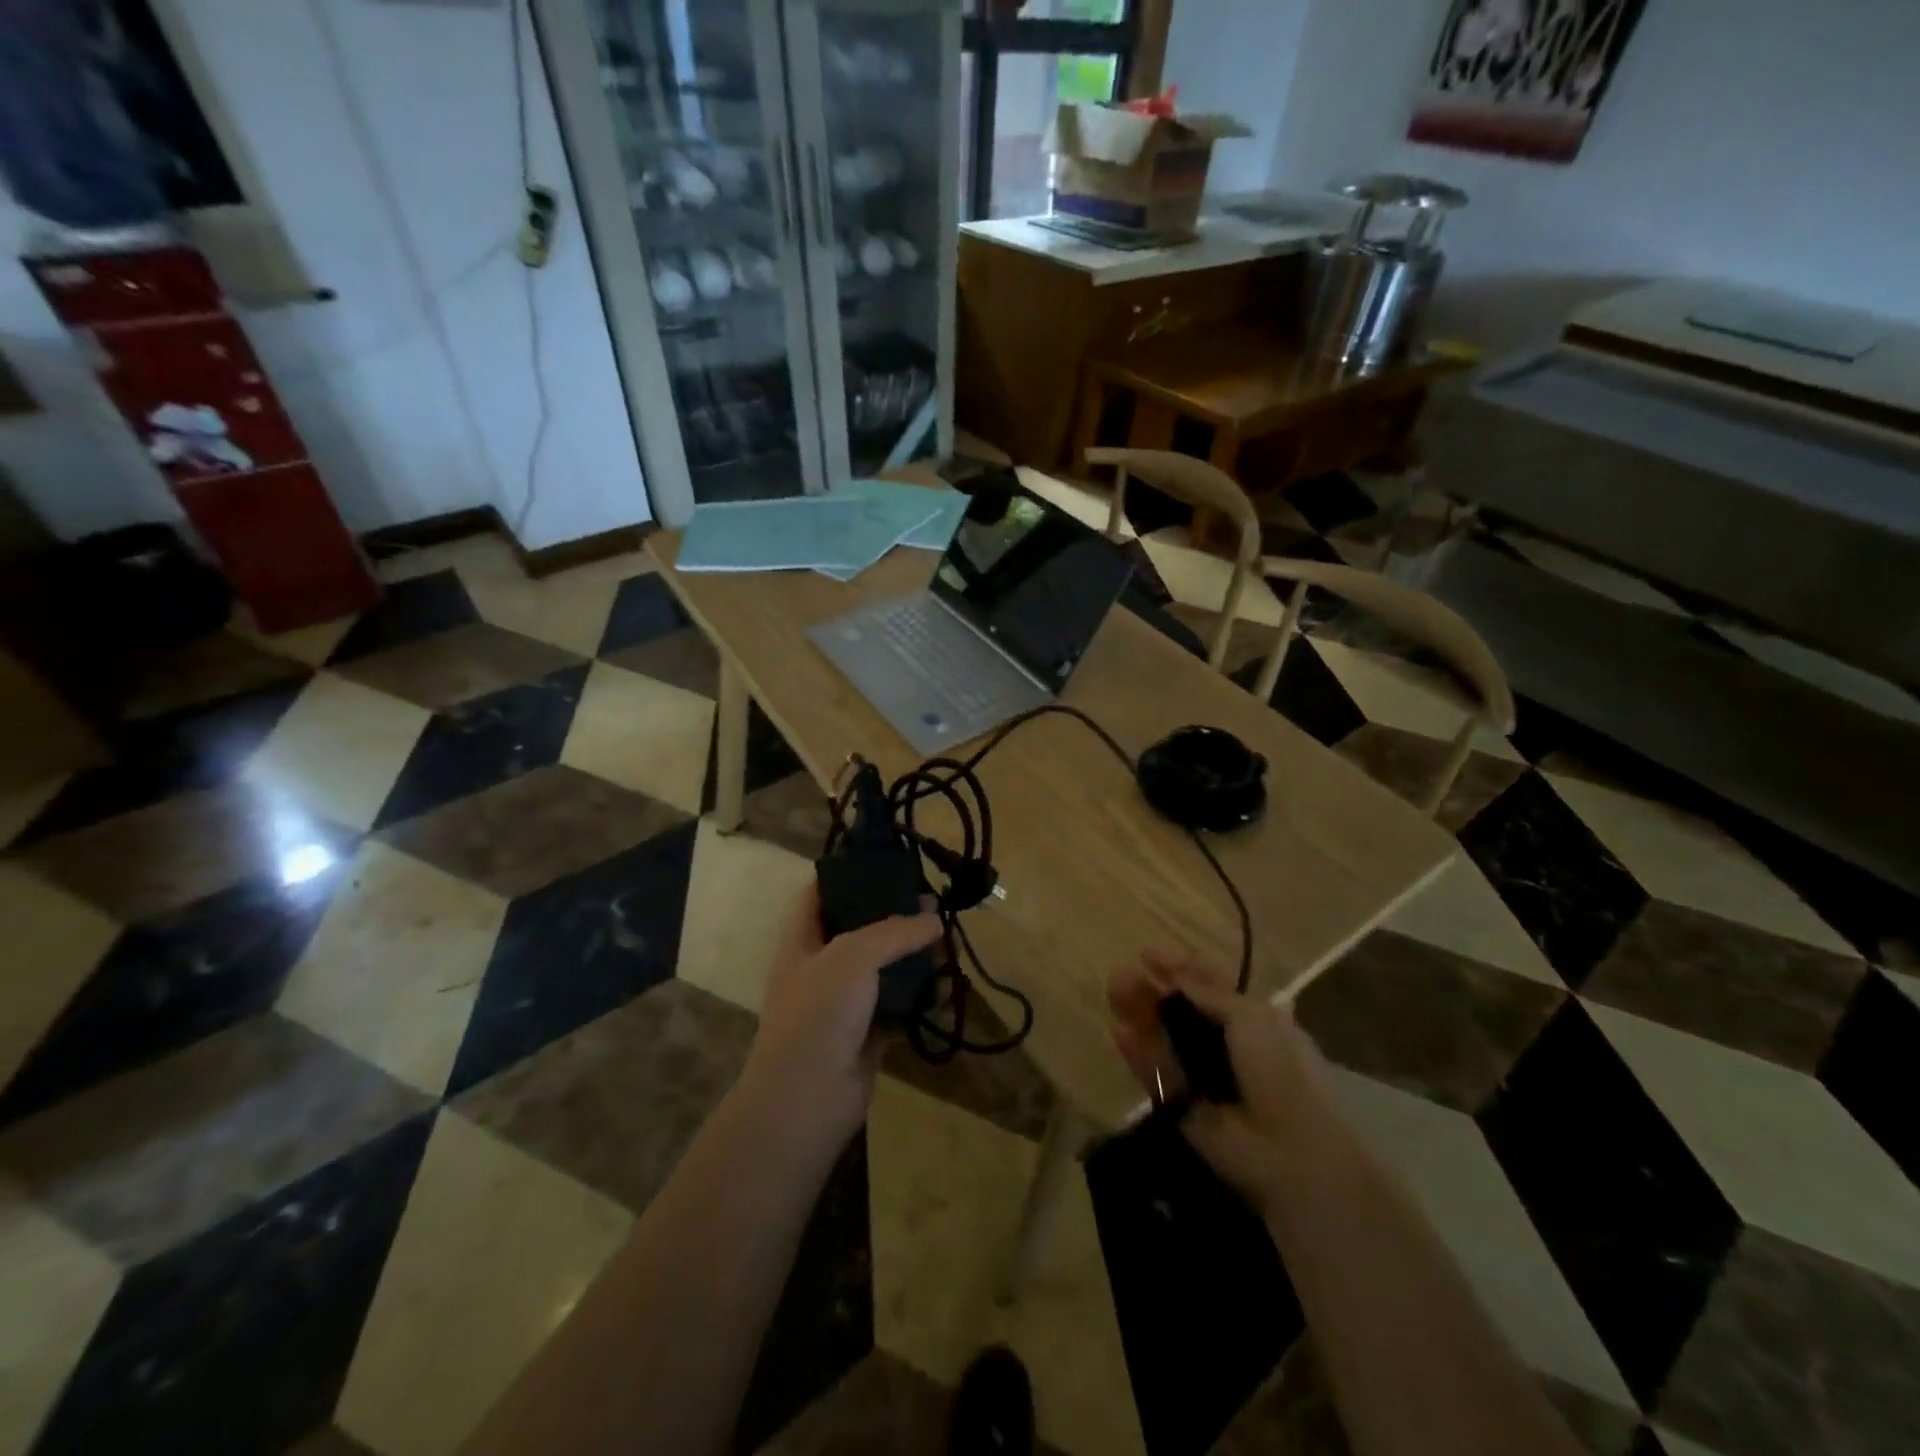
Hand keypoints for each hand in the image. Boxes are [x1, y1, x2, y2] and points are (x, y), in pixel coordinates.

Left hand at [741, 884, 941, 1148]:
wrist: (806, 1101)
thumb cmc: (819, 1014)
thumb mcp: (853, 956)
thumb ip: (895, 931)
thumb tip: (934, 919)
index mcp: (803, 940)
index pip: (819, 893)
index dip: (847, 874)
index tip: (886, 863)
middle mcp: (822, 966)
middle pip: (862, 929)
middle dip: (898, 917)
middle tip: (935, 908)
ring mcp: (845, 1002)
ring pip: (886, 969)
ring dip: (918, 959)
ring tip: (951, 948)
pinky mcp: (868, 1033)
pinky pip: (901, 1005)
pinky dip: (924, 998)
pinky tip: (949, 991)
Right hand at [1108, 952, 1330, 1214]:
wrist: (1291, 1148)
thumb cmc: (1280, 1070)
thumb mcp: (1251, 1018)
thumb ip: (1209, 994)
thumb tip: (1176, 976)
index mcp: (1251, 1020)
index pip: (1209, 987)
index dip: (1180, 969)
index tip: (1148, 956)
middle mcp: (1225, 1045)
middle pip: (1180, 1011)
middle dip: (1152, 990)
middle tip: (1120, 975)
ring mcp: (1201, 1076)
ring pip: (1163, 1040)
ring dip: (1139, 1015)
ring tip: (1113, 993)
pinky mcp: (1182, 1107)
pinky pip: (1156, 1075)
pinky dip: (1139, 1055)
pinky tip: (1120, 1033)